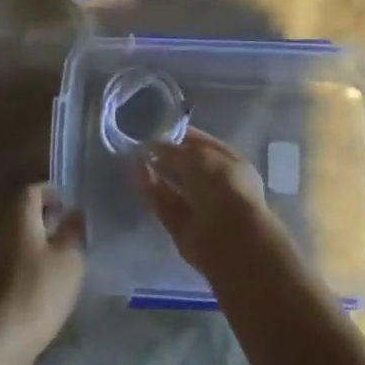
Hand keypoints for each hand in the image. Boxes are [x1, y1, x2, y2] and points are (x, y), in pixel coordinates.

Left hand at [0, 183, 86, 364]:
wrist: (1, 340)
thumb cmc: (40, 291)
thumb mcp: (69, 258)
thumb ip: (74, 231)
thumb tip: (74, 211)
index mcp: (20, 218)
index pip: (32, 190)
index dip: (51, 191)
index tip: (71, 205)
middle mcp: (4, 231)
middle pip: (24, 213)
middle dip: (48, 217)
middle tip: (73, 230)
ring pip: (22, 237)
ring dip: (43, 241)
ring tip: (67, 256)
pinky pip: (18, 259)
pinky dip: (35, 261)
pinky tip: (51, 281)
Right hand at [142, 129, 280, 278]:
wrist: (229, 238)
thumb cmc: (222, 186)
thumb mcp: (197, 156)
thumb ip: (173, 150)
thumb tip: (153, 145)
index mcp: (230, 163)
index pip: (202, 144)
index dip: (181, 135)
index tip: (157, 127)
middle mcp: (217, 184)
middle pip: (187, 166)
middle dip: (166, 154)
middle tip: (140, 141)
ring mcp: (200, 207)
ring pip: (174, 185)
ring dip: (156, 171)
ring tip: (134, 155)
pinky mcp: (182, 226)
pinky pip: (164, 203)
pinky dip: (151, 189)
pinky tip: (137, 173)